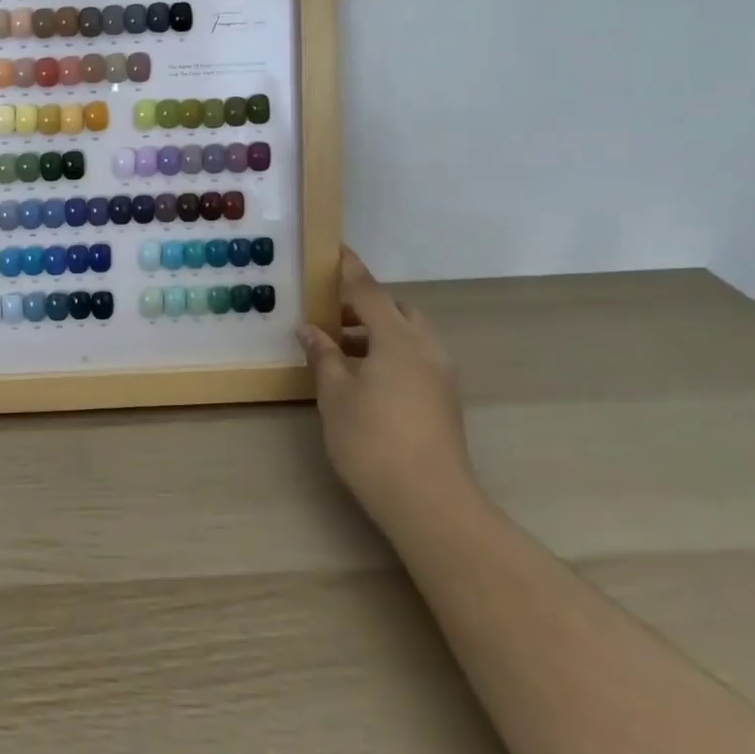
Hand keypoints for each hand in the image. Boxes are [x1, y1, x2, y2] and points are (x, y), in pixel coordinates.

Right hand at [297, 244, 472, 529]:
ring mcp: (441, 376)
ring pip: (408, 335)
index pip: (368, 290)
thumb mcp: (334, 394)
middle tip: (329, 315)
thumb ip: (323, 355)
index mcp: (398, 338)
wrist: (431, 504)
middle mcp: (425, 348)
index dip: (348, 269)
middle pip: (396, 309)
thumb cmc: (373, 440)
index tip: (334, 249)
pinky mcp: (444, 400)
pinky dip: (390, 352)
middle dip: (364, 305)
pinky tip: (364, 377)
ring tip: (340, 350)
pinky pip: (415, 357)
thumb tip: (310, 329)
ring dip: (377, 331)